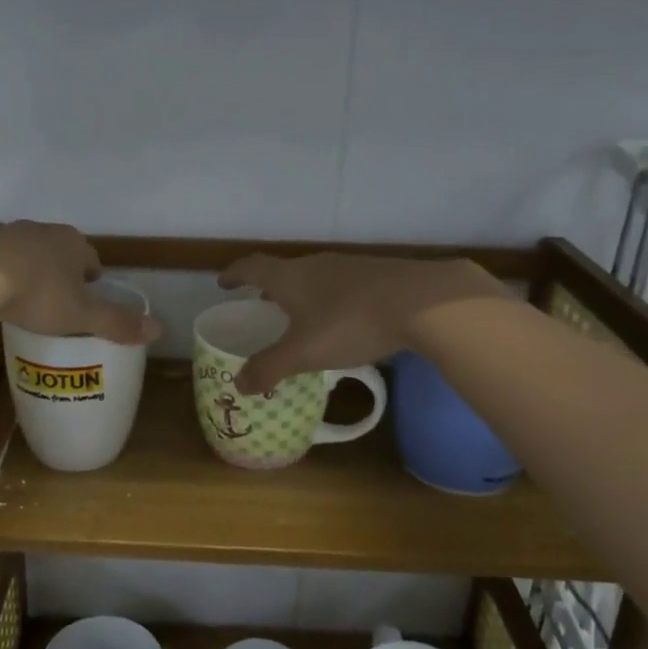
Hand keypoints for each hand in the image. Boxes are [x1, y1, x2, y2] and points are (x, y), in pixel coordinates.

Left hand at [0, 222, 159, 344]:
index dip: (91, 277)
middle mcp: (41, 230)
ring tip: (21, 291)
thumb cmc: (37, 295)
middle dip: (59, 267)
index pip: (90, 257)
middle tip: (55, 297)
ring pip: (23, 246)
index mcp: (72, 243)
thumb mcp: (82, 315)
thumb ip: (117, 323)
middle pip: (57, 248)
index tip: (86, 295)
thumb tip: (158, 329)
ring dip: (25, 263)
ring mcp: (5, 232)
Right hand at [217, 252, 504, 393]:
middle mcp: (316, 265)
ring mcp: (350, 267)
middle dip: (270, 287)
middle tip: (262, 303)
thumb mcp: (304, 353)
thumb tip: (239, 383)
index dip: (235, 274)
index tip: (223, 282)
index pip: (252, 267)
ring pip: (315, 277)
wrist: (424, 302)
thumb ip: (269, 368)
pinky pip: (342, 285)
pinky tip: (344, 318)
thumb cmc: (350, 323)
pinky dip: (330, 298)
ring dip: (302, 292)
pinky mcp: (379, 275)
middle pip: (285, 271)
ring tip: (301, 314)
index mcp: (290, 277)